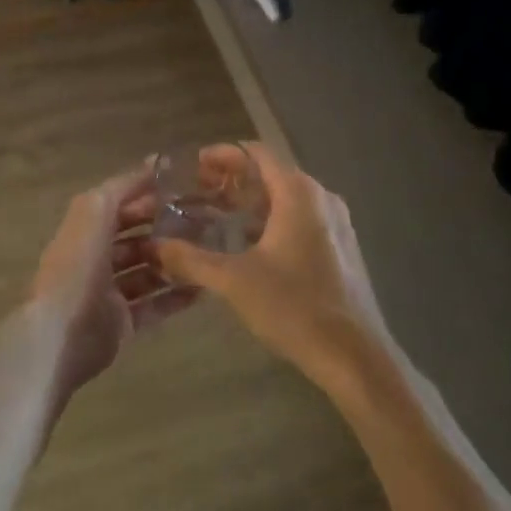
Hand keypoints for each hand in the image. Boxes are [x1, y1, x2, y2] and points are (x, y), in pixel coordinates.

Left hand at [21, 162, 199, 400]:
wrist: (62, 333)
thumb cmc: (78, 265)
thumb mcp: (95, 211)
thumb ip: (123, 186)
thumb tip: (152, 162)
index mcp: (85, 230)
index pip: (121, 206)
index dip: (149, 197)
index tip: (187, 191)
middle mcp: (96, 258)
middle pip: (136, 239)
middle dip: (166, 230)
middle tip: (205, 224)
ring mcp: (109, 293)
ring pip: (147, 272)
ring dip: (174, 263)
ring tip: (209, 253)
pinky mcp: (122, 324)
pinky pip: (154, 306)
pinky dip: (175, 297)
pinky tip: (203, 288)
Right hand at [153, 144, 394, 397]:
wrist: (354, 356)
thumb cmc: (294, 307)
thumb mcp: (234, 282)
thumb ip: (191, 259)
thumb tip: (156, 246)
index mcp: (298, 193)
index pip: (256, 153)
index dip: (223, 155)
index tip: (193, 166)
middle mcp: (320, 198)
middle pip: (271, 173)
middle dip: (233, 179)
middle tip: (197, 192)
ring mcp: (335, 223)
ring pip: (285, 198)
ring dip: (251, 202)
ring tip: (216, 216)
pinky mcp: (340, 248)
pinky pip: (299, 219)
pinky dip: (270, 220)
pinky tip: (248, 245)